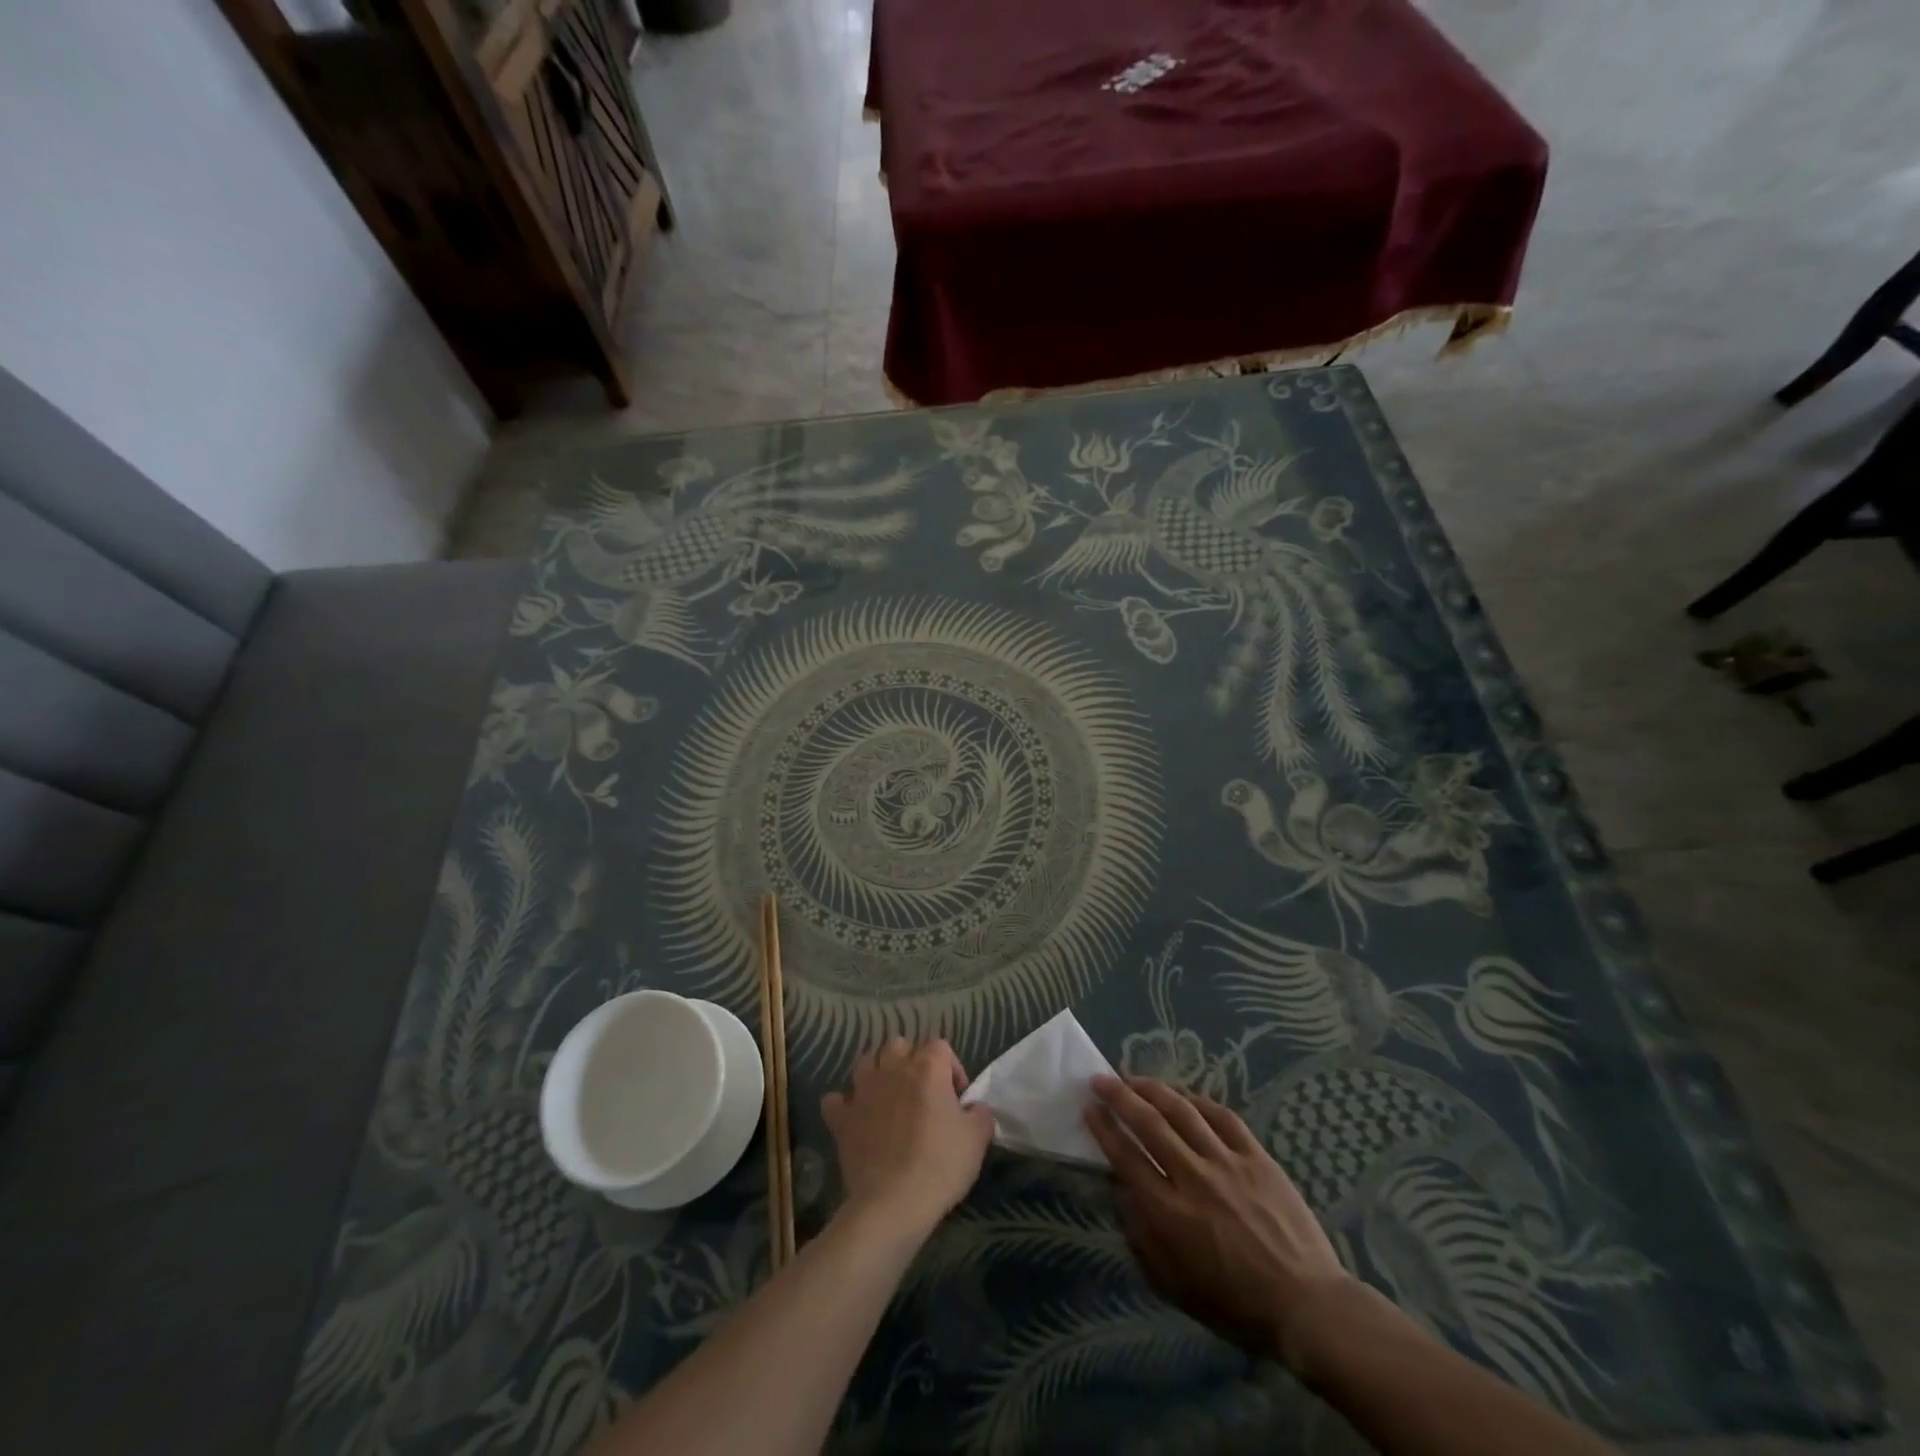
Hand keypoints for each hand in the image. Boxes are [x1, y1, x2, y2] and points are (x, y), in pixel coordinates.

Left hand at [821, 1037, 993, 1240]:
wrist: (894, 1202)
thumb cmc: (941, 1165)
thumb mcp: (978, 1138)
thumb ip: (980, 1113)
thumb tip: (973, 1107)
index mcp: (927, 1068)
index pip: (940, 1046)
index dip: (952, 1068)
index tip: (957, 1097)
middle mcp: (892, 1069)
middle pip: (899, 1045)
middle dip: (911, 1061)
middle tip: (922, 1091)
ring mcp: (862, 1091)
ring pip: (865, 1061)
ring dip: (876, 1072)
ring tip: (888, 1096)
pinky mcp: (842, 1118)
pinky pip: (835, 1099)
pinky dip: (844, 1104)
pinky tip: (854, 1117)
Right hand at [1085, 1075, 1357, 1369]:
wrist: (1307, 1306)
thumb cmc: (1236, 1305)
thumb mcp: (1176, 1286)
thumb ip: (1143, 1238)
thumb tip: (1123, 1195)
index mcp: (1170, 1214)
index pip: (1126, 1157)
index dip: (1104, 1128)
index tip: (1089, 1108)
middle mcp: (1194, 1178)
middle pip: (1149, 1123)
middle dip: (1119, 1097)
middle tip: (1101, 1080)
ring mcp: (1228, 1163)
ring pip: (1183, 1111)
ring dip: (1154, 1090)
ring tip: (1135, 1078)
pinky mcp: (1258, 1157)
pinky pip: (1224, 1117)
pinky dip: (1200, 1102)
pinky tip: (1186, 1098)